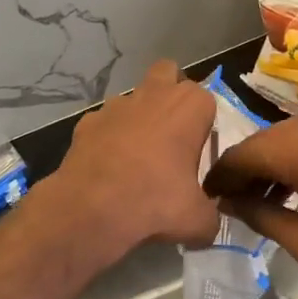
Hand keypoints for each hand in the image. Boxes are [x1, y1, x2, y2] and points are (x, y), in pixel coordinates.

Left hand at [49, 59, 220, 251]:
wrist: (91, 209)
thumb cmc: (155, 202)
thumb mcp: (197, 220)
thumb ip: (210, 217)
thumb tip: (208, 225)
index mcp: (189, 106)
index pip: (207, 101)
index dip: (204, 125)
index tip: (198, 153)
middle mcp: (154, 94)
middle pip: (168, 73)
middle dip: (171, 93)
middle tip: (173, 132)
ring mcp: (116, 105)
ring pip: (134, 97)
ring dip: (139, 116)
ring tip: (137, 155)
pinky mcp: (87, 121)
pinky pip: (104, 123)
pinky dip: (109, 137)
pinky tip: (108, 167)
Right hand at [204, 106, 297, 271]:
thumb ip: (263, 219)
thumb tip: (232, 205)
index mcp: (292, 149)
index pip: (237, 157)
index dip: (219, 180)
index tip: (210, 201)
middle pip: (260, 144)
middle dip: (245, 173)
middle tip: (240, 204)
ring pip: (285, 136)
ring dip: (272, 164)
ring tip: (273, 199)